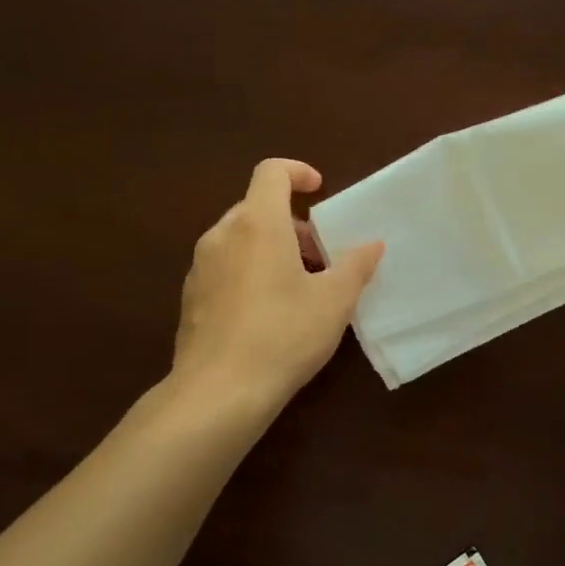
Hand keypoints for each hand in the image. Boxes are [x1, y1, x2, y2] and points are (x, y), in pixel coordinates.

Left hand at [172, 159, 383, 405]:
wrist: (218, 393)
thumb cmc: (283, 335)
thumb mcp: (334, 300)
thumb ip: (356, 265)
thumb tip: (372, 245)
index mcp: (258, 224)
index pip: (271, 172)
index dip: (298, 172)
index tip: (320, 190)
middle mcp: (223, 236)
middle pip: (257, 207)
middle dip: (293, 223)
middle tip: (321, 256)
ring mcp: (201, 267)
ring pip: (240, 239)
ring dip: (272, 248)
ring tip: (300, 286)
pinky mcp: (191, 298)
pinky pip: (226, 267)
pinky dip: (251, 271)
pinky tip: (270, 313)